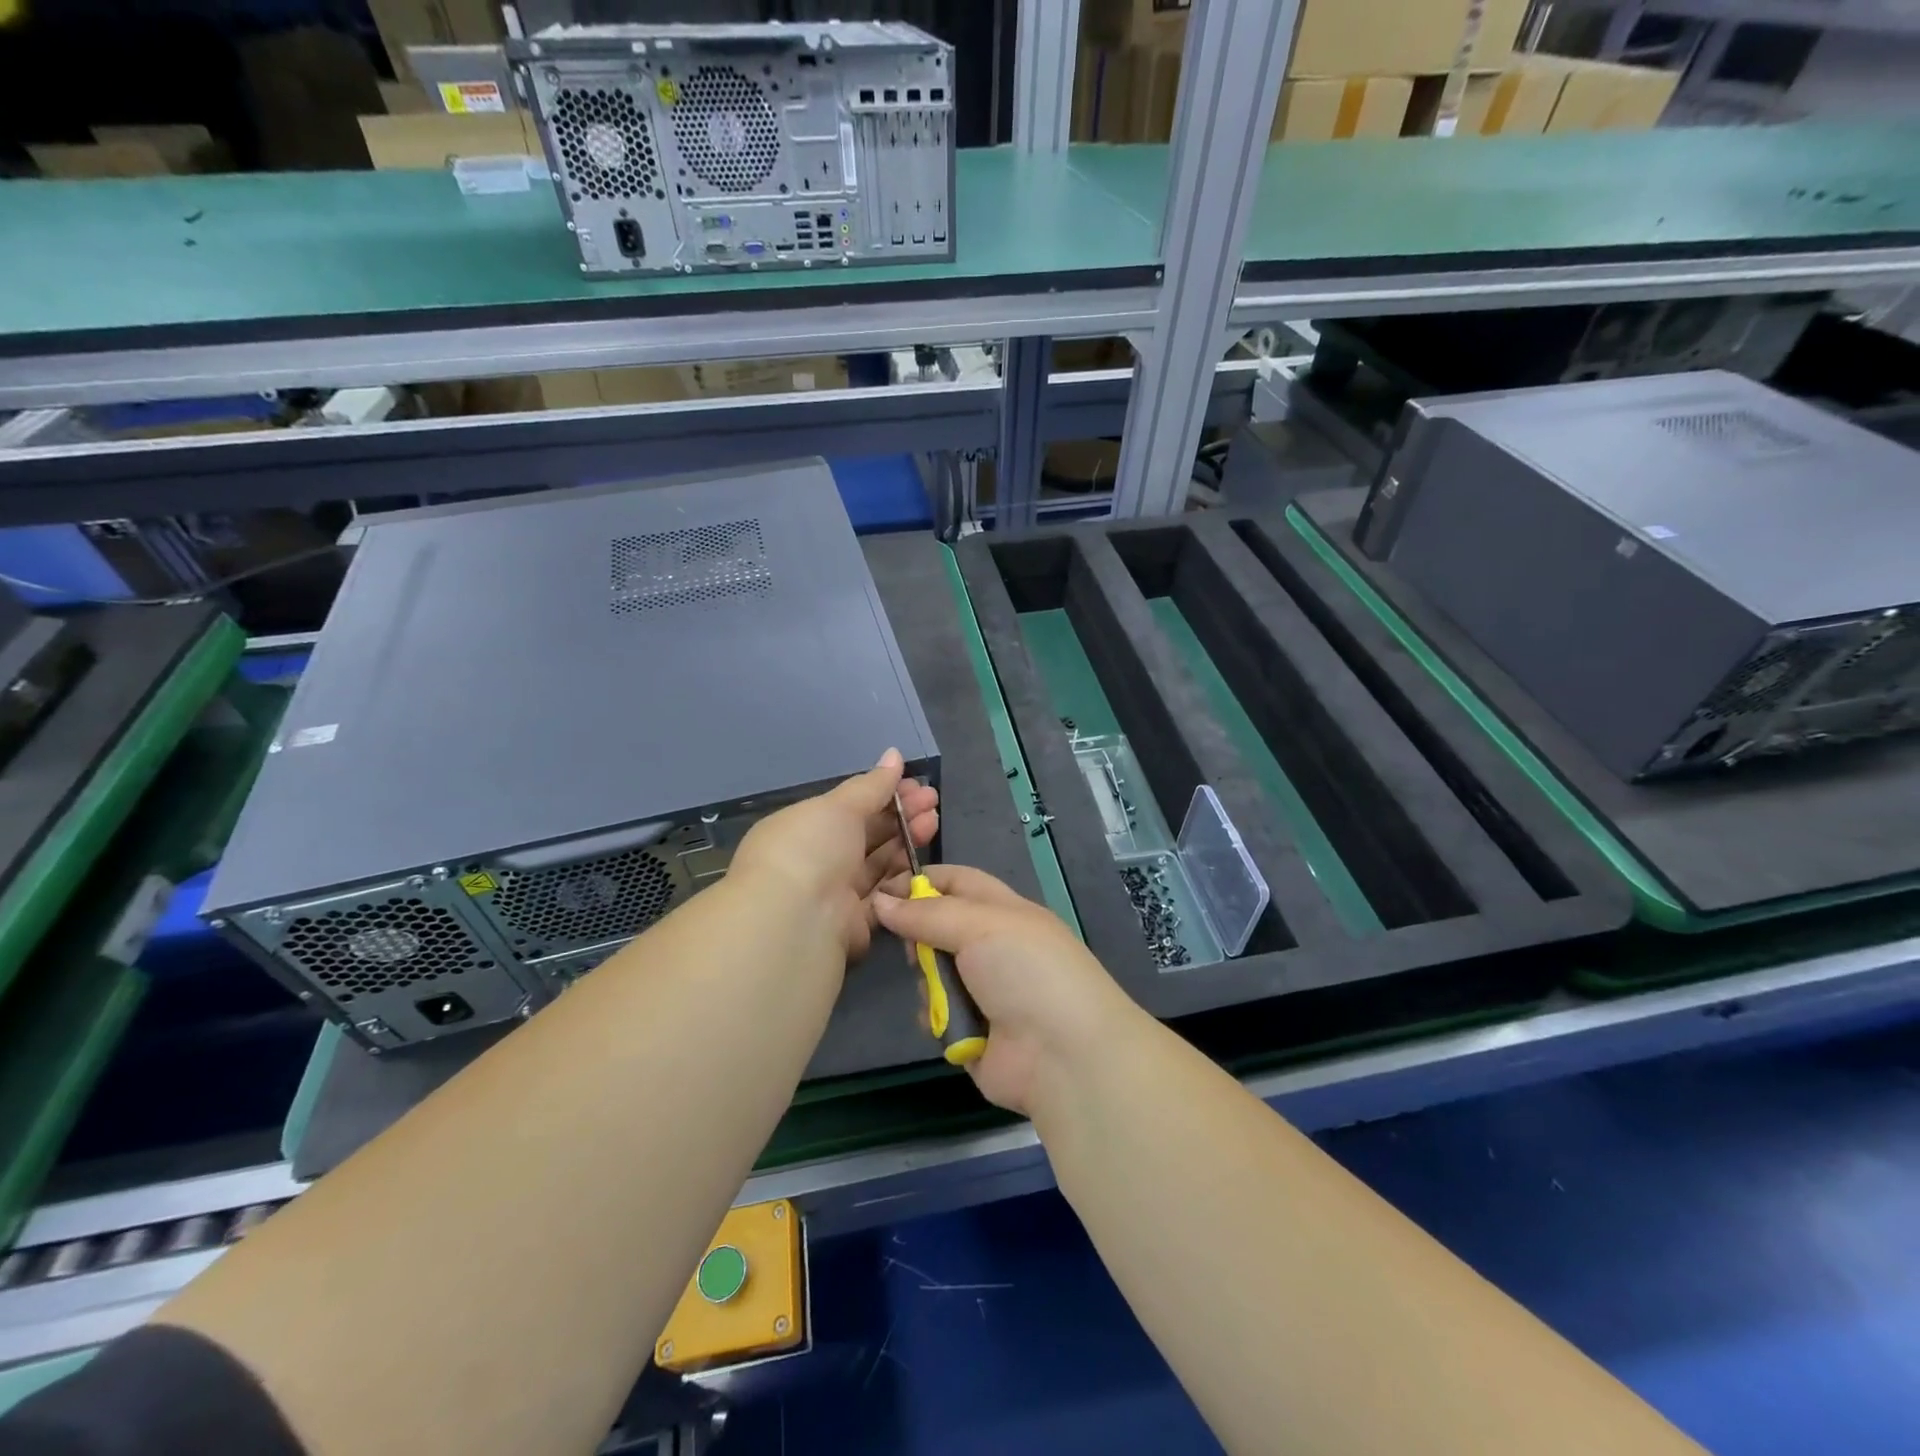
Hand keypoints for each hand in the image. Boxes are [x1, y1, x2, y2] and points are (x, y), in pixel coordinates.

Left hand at [729, 749, 937, 961]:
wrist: (795, 921)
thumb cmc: (810, 849)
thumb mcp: (840, 806)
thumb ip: (872, 785)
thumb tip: (894, 754)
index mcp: (803, 828)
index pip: (849, 807)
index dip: (883, 793)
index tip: (915, 784)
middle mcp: (816, 860)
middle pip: (866, 834)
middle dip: (901, 815)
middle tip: (932, 800)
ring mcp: (834, 894)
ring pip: (877, 864)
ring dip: (906, 842)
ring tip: (933, 821)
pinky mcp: (853, 925)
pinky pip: (882, 897)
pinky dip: (902, 879)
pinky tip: (925, 861)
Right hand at [873, 865, 1139, 1116]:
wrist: (1063, 1055)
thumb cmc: (1027, 971)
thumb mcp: (980, 925)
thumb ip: (926, 913)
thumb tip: (879, 901)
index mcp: (1005, 911)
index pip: (956, 881)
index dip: (920, 881)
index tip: (881, 890)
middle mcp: (994, 946)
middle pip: (938, 927)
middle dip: (919, 936)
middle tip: (913, 948)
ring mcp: (983, 990)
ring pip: (933, 971)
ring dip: (929, 980)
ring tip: (939, 992)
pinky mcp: (971, 1030)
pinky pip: (936, 1013)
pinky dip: (936, 1016)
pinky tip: (945, 1022)